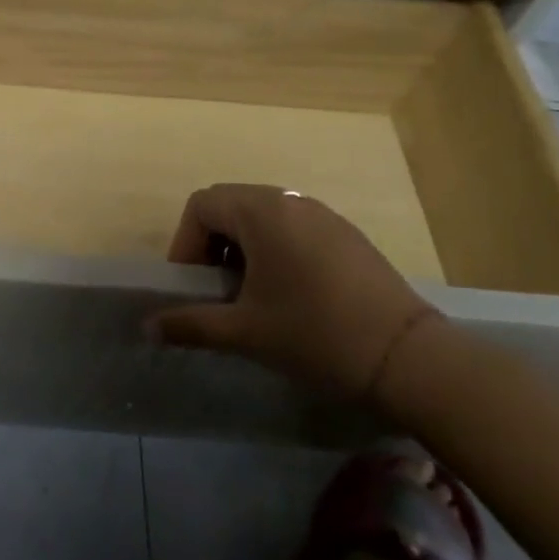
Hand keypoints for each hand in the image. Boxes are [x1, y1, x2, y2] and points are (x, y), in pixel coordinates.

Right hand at [149, 184, 441, 402]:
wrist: (410, 358)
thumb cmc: (315, 335)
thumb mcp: (244, 333)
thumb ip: (190, 324)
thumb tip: (147, 328)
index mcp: (261, 212)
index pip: (201, 205)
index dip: (184, 243)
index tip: (192, 286)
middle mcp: (290, 201)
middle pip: (229, 205)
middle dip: (210, 244)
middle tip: (215, 289)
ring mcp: (323, 215)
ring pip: (262, 215)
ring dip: (242, 247)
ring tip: (249, 294)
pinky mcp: (347, 234)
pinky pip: (293, 226)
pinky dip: (274, 249)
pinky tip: (288, 294)